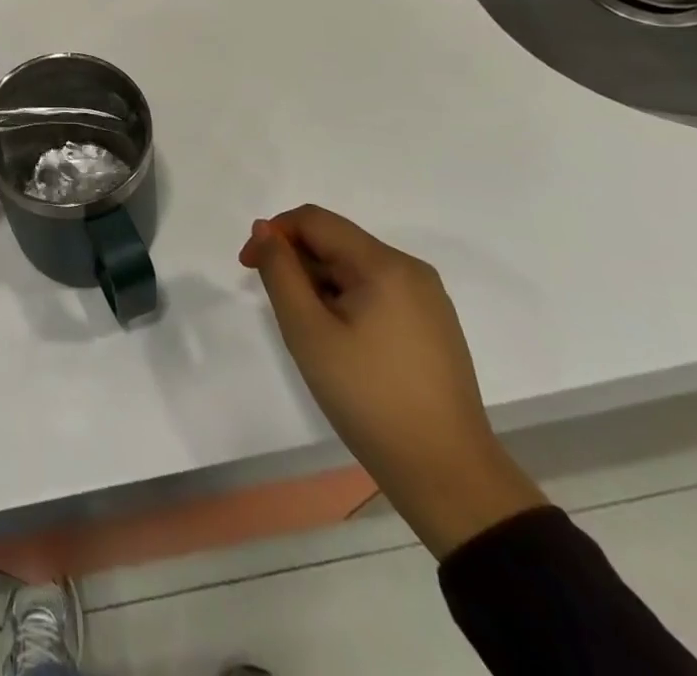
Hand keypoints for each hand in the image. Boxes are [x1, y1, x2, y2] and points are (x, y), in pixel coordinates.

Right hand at [240, 205, 545, 558]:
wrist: (447, 476)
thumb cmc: (369, 398)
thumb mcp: (307, 330)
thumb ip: (280, 271)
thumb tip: (266, 230)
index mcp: (384, 265)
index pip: (314, 220)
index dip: (273, 233)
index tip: (249, 268)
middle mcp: (411, 270)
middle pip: (336, 241)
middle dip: (297, 262)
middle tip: (280, 310)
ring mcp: (428, 299)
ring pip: (354, 267)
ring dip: (320, 285)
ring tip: (311, 332)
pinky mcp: (433, 325)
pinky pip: (376, 291)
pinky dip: (346, 301)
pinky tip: (342, 342)